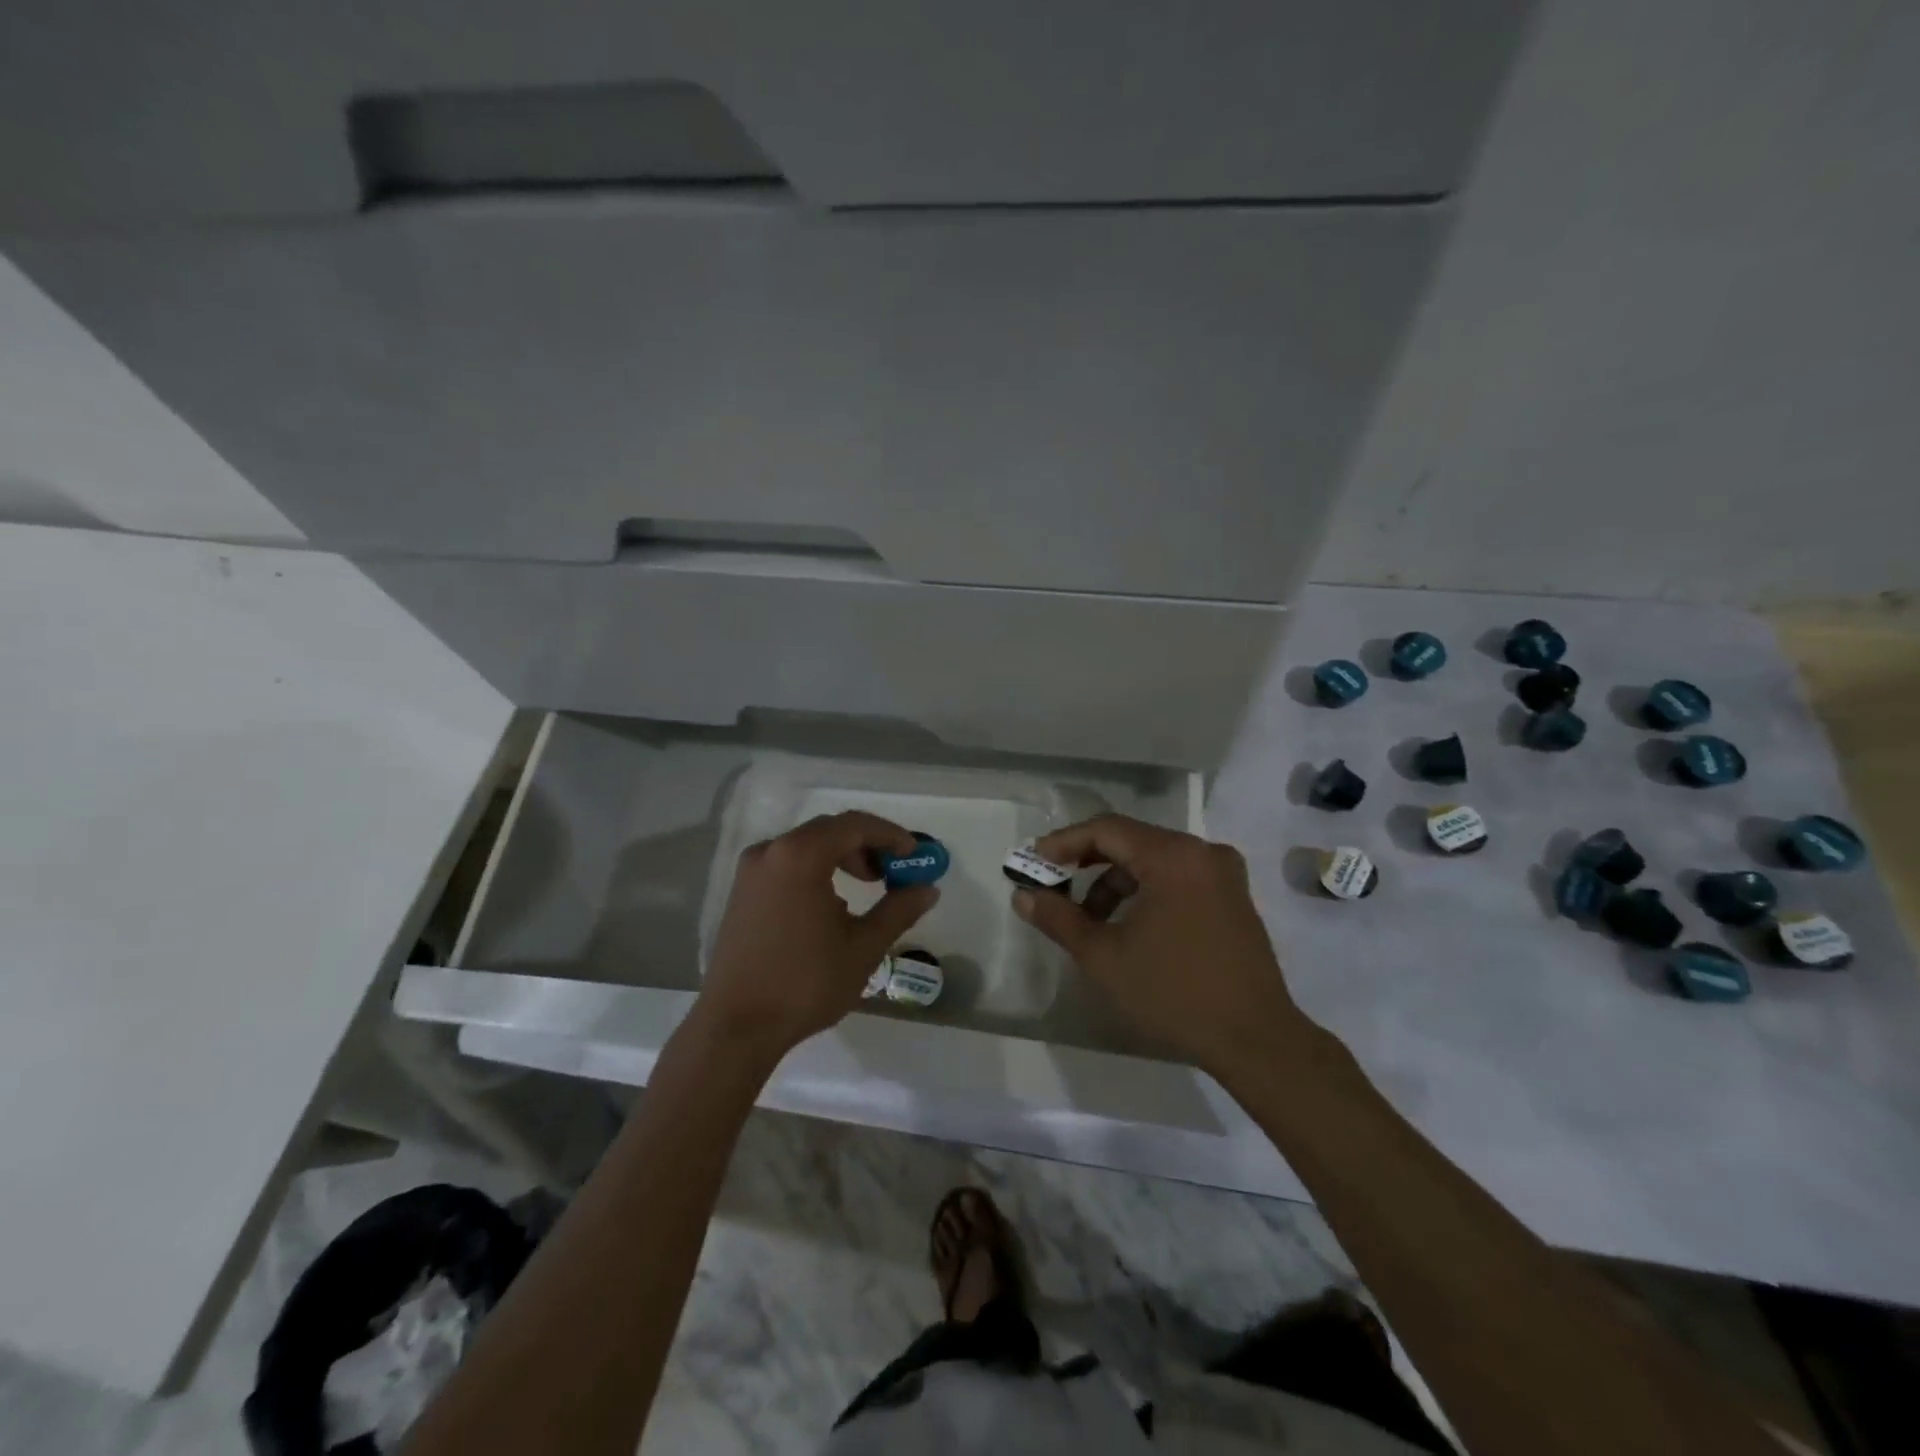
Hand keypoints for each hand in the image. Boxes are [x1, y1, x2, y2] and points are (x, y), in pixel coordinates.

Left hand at [695, 811, 938, 1060]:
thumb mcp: (863, 947)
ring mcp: (750, 872)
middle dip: (867, 846)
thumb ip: (898, 910)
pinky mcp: (741, 892)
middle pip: (829, 831)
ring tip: (867, 888)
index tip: (915, 855)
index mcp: (800, 856)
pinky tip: (831, 906)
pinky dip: (816, 870)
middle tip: (894, 872)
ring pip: (807, 847)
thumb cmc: (805, 983)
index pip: (854, 825)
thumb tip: (928, 889)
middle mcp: (770, 851)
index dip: (890, 835)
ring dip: (841, 858)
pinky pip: (787, 864)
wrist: (736, 1027)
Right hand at [1013, 815, 1301, 1078]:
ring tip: (1090, 919)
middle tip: (1053, 884)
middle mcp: (1202, 852)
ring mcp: (1223, 874)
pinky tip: (1128, 925)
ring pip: (1154, 860)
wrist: (1256, 1040)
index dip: (1064, 842)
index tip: (1033, 861)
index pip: (1107, 829)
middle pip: (1131, 841)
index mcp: (1173, 856)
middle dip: (1087, 862)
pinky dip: (1146, 890)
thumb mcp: (1104, 957)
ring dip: (1116, 881)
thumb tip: (1024, 895)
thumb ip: (1059, 918)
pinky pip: (1178, 877)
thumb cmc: (1174, 993)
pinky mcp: (1234, 897)